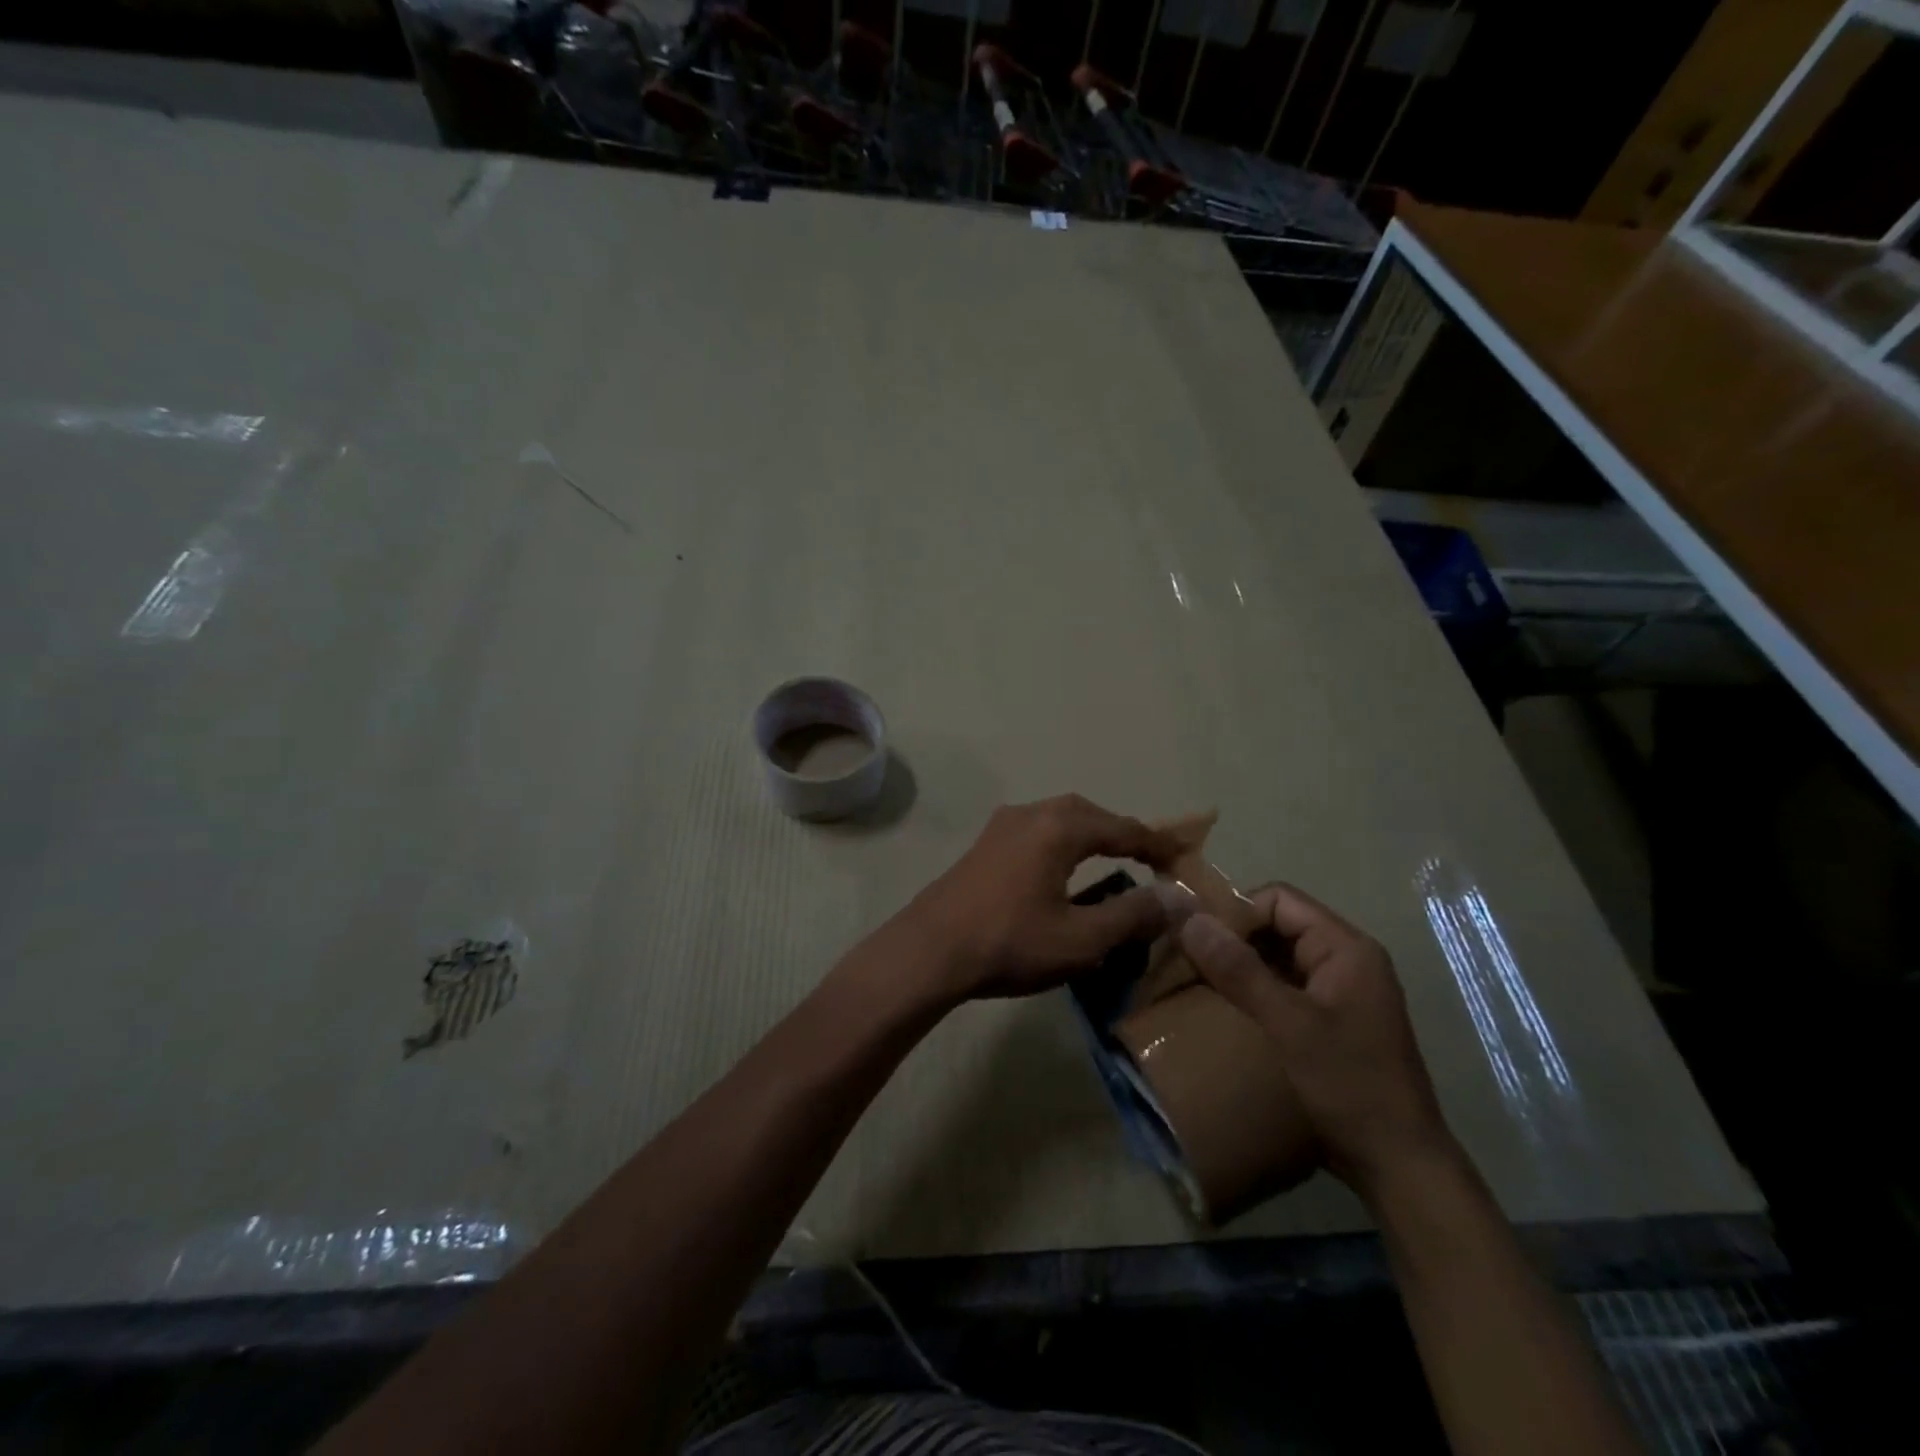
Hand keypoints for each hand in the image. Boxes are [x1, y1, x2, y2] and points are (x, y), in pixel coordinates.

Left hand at [899, 795, 1181, 1002]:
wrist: (929, 950)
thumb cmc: (1010, 942)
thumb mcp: (1082, 938)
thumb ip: (1133, 915)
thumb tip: (1178, 899)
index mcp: (1060, 827)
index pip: (1123, 828)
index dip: (1158, 844)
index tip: (1184, 859)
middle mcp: (1032, 813)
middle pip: (1091, 815)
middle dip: (1123, 835)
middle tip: (1150, 859)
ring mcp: (1002, 826)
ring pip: (1060, 820)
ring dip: (1091, 837)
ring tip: (1113, 863)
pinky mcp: (984, 845)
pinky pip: (1038, 833)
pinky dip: (1063, 845)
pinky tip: (1064, 871)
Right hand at [1177, 884, 1455, 1201]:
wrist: (1398, 1167)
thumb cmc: (1349, 1086)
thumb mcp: (1288, 1024)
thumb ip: (1238, 970)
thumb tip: (1188, 918)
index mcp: (1346, 948)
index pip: (1279, 900)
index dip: (1236, 911)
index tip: (1197, 939)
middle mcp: (1346, 960)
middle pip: (1278, 925)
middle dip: (1234, 938)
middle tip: (1190, 960)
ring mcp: (1340, 991)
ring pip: (1278, 956)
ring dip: (1240, 965)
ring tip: (1199, 981)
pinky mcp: (1331, 1019)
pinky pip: (1284, 986)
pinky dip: (1254, 989)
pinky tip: (1226, 1008)